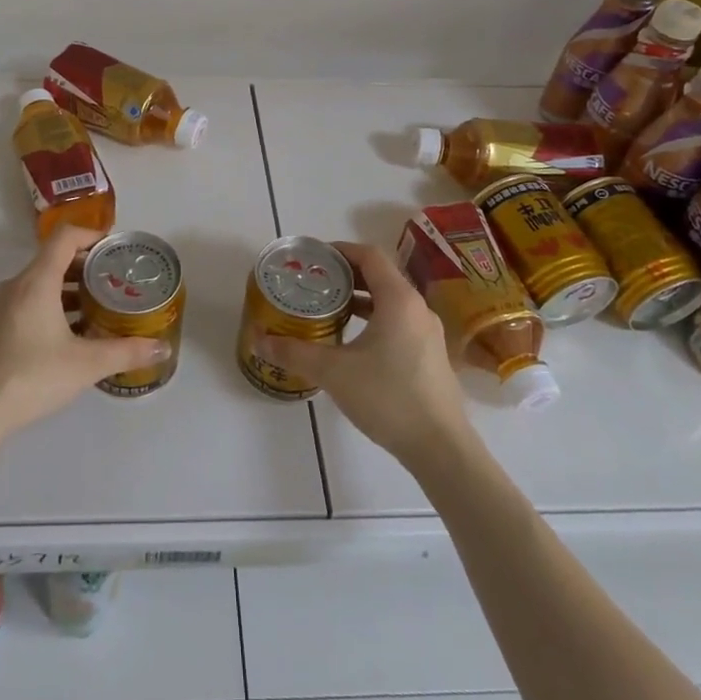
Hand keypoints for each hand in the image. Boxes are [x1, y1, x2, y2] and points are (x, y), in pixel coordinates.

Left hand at [0, 225, 171, 436]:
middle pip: (53, 258)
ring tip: (99, 306)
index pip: (64, 238)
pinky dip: (53, 304)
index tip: (115, 248)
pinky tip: (72, 332)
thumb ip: (126, 352)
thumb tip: (161, 348)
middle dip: (86, 265)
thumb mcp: (86, 364)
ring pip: (40, 282)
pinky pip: (29, 300)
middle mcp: (16, 285)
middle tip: (116, 280)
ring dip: (70, 287)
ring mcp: (1, 306)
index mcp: (36, 281)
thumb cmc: (33, 377)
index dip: (91, 235)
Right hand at [258, 241, 472, 470]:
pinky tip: (352, 341)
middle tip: (313, 283)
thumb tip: (259, 340)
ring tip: (328, 309)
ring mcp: (427, 333)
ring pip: (390, 300)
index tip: (312, 259)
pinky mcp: (430, 355)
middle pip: (380, 275)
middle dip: (345, 275)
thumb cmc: (388, 398)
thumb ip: (294, 352)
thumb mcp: (333, 372)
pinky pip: (398, 321)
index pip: (369, 255)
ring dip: (360, 299)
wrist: (441, 449)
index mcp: (399, 299)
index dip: (340, 250)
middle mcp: (417, 308)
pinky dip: (374, 319)